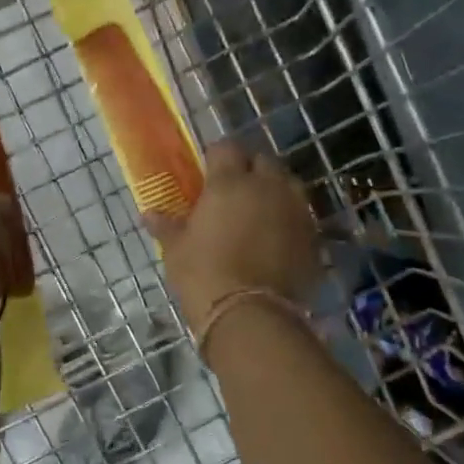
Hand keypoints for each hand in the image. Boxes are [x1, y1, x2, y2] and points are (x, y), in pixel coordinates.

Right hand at [146, 141, 321, 329]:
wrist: (250, 314)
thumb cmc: (203, 274)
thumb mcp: (176, 250)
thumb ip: (167, 226)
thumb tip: (149, 214)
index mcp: (229, 182)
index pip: (226, 148)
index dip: (217, 157)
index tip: (208, 171)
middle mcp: (267, 187)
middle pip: (263, 161)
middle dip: (250, 169)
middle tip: (234, 190)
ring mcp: (295, 211)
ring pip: (288, 185)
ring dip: (274, 191)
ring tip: (259, 212)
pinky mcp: (313, 237)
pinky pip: (301, 216)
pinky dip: (289, 220)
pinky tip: (276, 239)